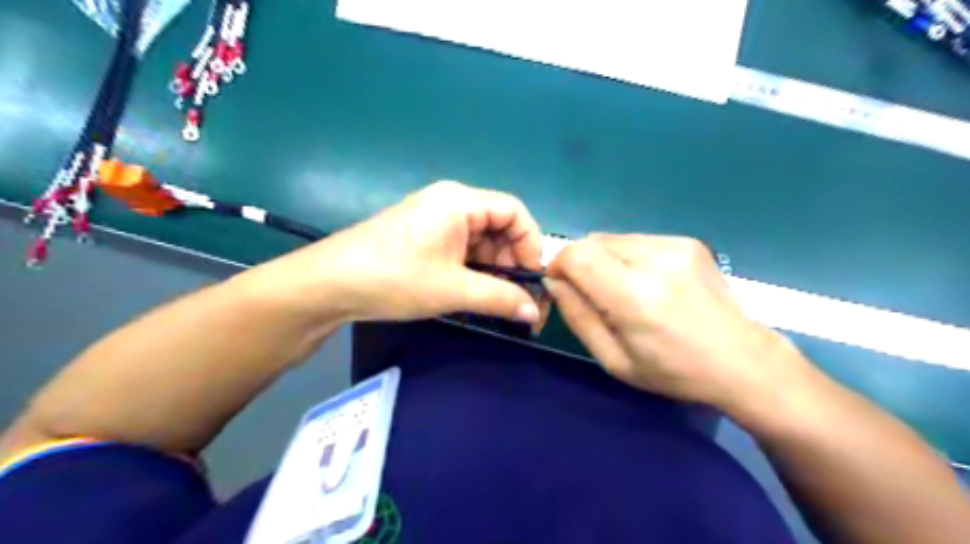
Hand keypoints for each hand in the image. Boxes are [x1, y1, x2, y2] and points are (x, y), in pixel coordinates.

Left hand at [238, 181, 544, 325]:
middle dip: (510, 262)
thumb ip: (500, 298)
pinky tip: (471, 293)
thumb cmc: (394, 278)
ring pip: (480, 240)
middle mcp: (450, 202)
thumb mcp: (452, 289)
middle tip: (513, 298)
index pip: (514, 211)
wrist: (329, 285)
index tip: (530, 279)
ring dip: (492, 270)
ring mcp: (434, 219)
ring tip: (493, 301)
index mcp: (460, 201)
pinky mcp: (422, 236)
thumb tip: (533, 312)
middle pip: (498, 226)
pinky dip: (472, 270)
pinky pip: (460, 248)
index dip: (529, 244)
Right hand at [545, 235, 804, 410]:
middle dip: (581, 264)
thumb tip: (554, 281)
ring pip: (613, 239)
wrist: (741, 359)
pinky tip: (649, 282)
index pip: (577, 255)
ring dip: (605, 260)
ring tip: (625, 290)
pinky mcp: (687, 241)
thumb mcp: (614, 359)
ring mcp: (675, 246)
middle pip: (592, 242)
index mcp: (636, 297)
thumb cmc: (673, 370)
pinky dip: (629, 257)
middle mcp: (656, 261)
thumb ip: (577, 316)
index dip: (558, 264)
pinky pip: (637, 241)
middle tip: (595, 295)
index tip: (560, 284)